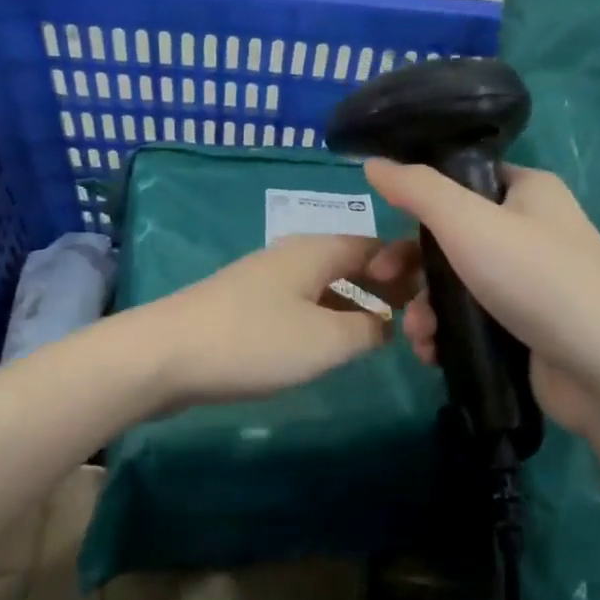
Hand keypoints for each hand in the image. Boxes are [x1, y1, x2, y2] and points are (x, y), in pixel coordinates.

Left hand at [139, 233, 403, 409]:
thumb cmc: (253, 341)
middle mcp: (292, 255)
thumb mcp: (325, 340)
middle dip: (383, 284)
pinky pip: (300, 304)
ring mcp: (264, 280)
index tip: (435, 292)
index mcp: (316, 250)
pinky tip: (329, 343)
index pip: (375, 244)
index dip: (407, 264)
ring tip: (380, 333)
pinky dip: (324, 317)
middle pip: (350, 262)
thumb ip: (366, 331)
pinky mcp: (244, 307)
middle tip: (415, 316)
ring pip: (324, 284)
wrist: (164, 356)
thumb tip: (385, 324)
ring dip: (353, 304)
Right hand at [364, 159, 599, 435]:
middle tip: (382, 284)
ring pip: (456, 285)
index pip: (462, 180)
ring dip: (425, 309)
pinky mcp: (526, 328)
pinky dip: (448, 334)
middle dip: (413, 268)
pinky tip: (433, 354)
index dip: (419, 199)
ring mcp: (529, 283)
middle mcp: (530, 231)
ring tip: (419, 336)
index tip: (384, 225)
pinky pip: (472, 321)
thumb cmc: (538, 280)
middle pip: (451, 238)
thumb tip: (373, 162)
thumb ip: (417, 190)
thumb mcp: (468, 223)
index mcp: (527, 191)